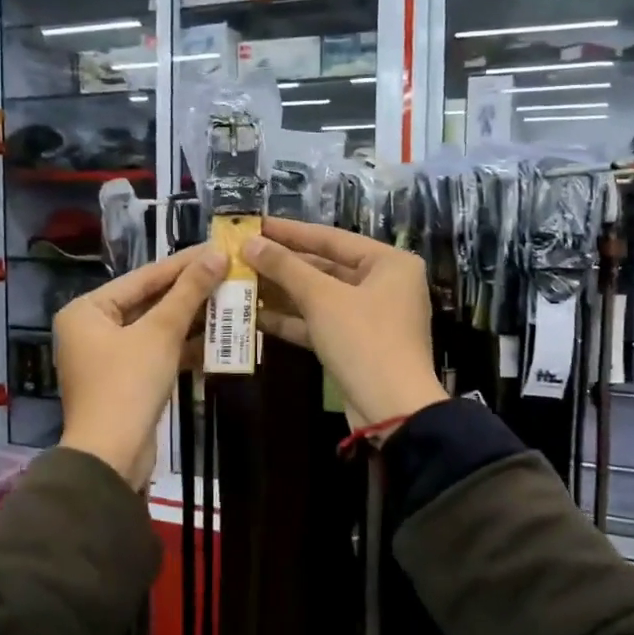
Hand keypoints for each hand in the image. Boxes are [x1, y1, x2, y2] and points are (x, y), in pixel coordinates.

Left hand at [55, 245, 226, 487]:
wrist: (112, 456)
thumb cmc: (128, 385)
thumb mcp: (160, 333)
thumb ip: (188, 293)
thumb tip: (217, 254)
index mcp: (87, 310)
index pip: (143, 277)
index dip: (183, 263)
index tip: (217, 248)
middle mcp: (92, 328)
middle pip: (149, 302)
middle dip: (190, 293)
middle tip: (228, 273)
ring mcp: (108, 356)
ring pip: (156, 329)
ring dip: (191, 320)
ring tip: (230, 301)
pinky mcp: (126, 380)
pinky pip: (157, 352)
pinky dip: (183, 346)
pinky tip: (217, 338)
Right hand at [242, 218, 446, 432]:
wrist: (392, 410)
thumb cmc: (364, 340)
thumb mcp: (322, 299)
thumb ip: (286, 268)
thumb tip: (250, 242)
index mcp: (389, 263)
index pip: (332, 237)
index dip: (290, 232)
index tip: (255, 224)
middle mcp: (384, 284)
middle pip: (325, 267)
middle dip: (283, 265)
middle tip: (242, 254)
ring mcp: (370, 317)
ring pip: (320, 297)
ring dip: (282, 292)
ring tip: (241, 281)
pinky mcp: (356, 345)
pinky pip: (320, 323)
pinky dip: (292, 320)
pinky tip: (255, 315)